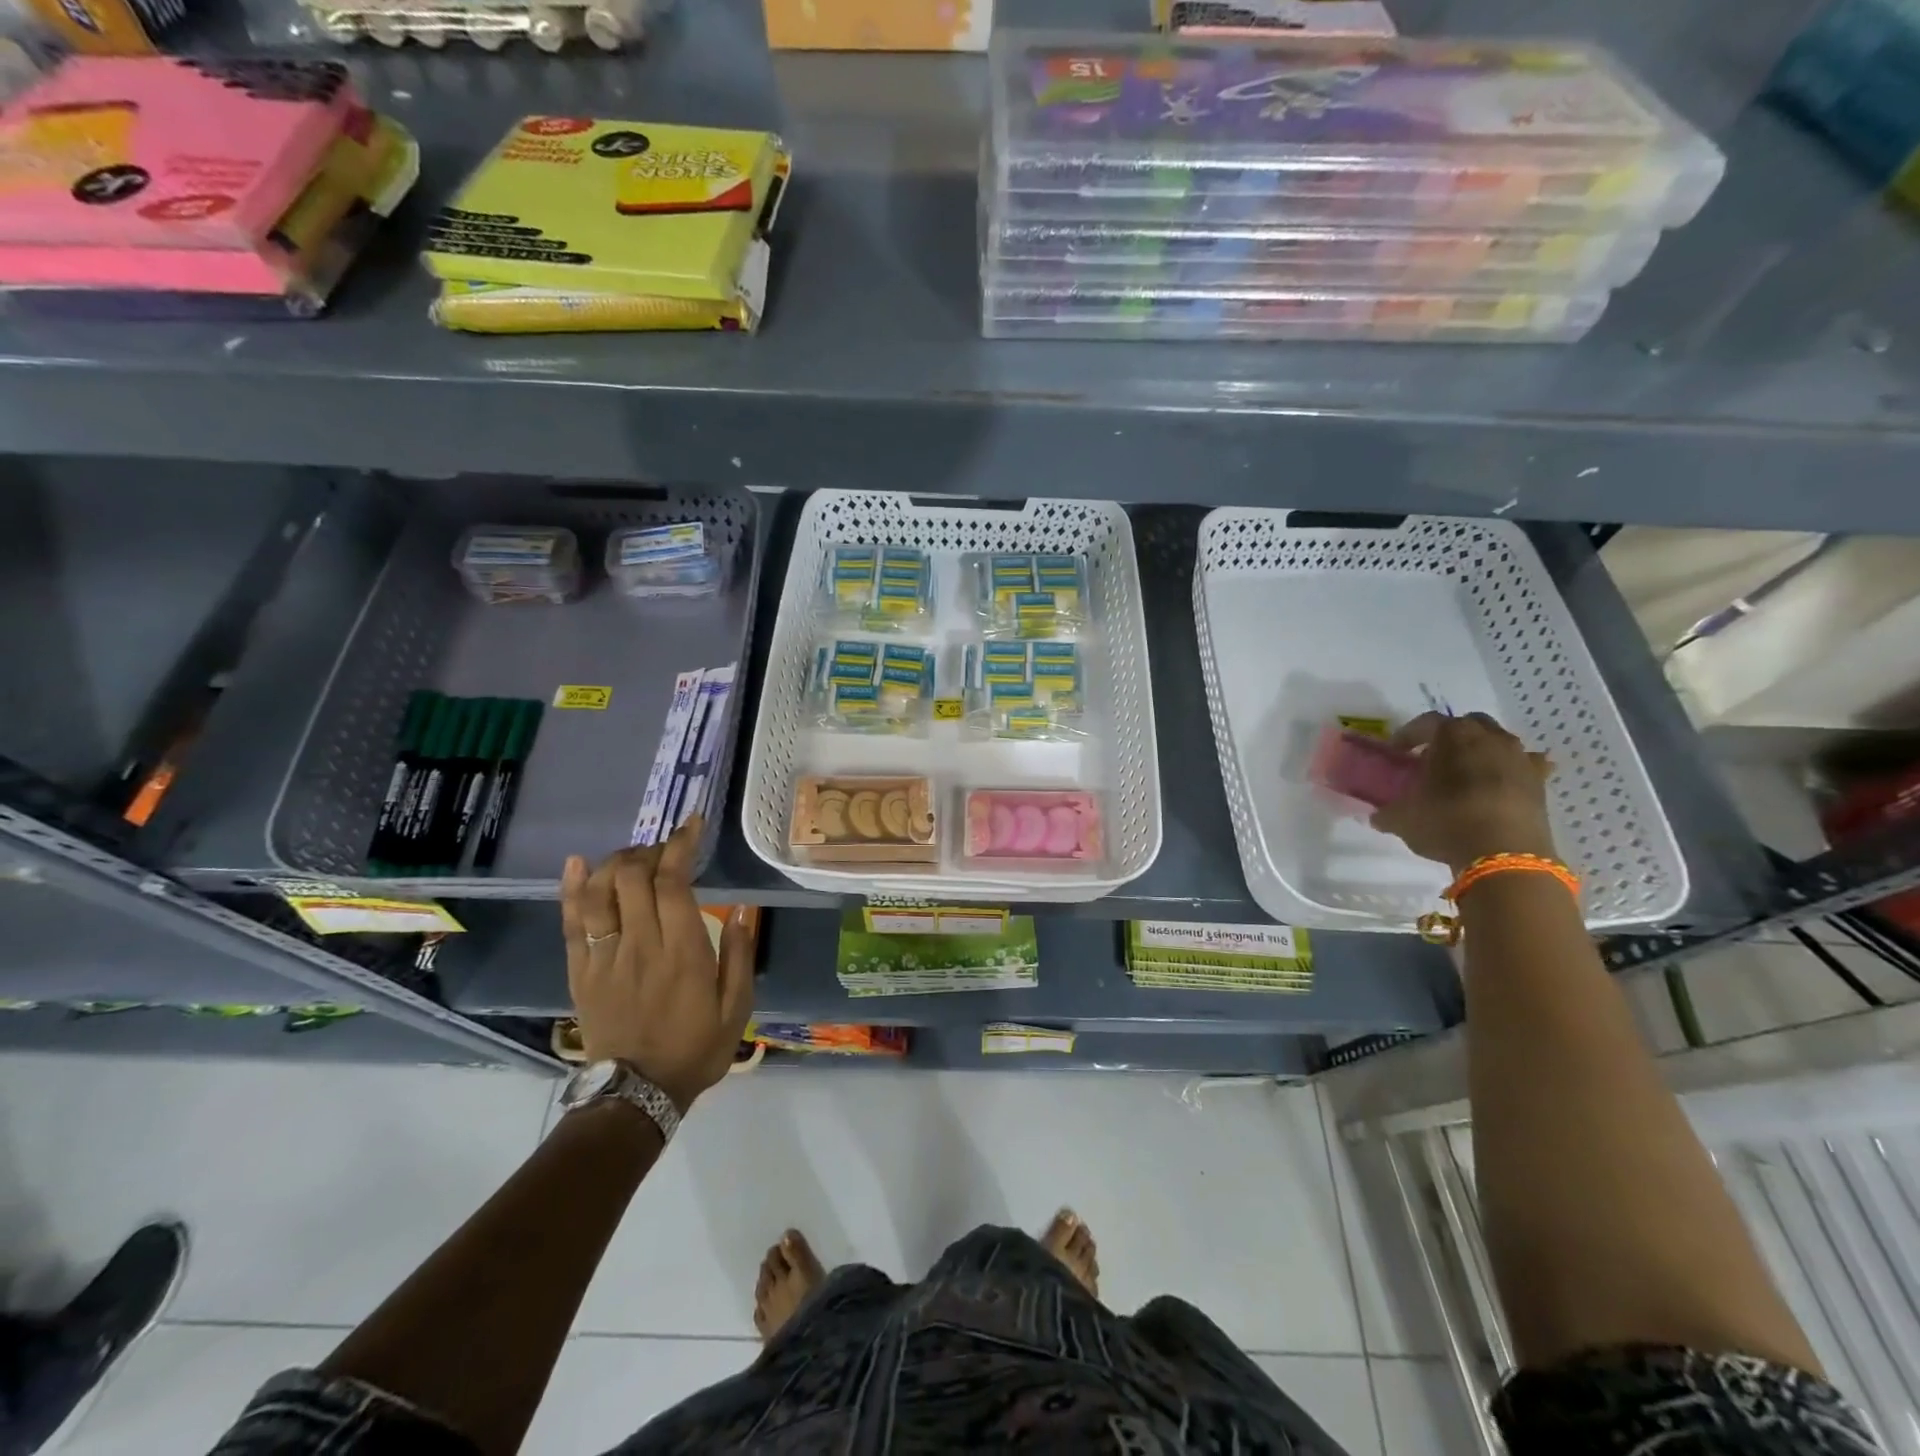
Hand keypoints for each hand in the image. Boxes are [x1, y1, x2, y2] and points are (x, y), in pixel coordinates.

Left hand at [560, 817, 754, 1112]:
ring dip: (615, 862)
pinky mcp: (580, 971)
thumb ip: (741, 955)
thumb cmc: (695, 1048)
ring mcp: (604, 957)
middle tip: (666, 849)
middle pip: (632, 877)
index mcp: (682, 951)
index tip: (691, 825)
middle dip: (649, 850)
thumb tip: (746, 908)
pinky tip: (576, 863)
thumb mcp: (737, 1007)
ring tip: (633, 858)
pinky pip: (571, 922)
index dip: (680, 845)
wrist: (637, 1093)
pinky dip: (571, 888)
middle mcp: (640, 945)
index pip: (674, 882)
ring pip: (599, 891)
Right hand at [1369, 712, 1557, 874]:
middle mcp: (1490, 737)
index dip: (1408, 736)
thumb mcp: (1402, 818)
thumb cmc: (1445, 822)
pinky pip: (1527, 766)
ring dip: (1481, 753)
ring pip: (1498, 742)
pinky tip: (1502, 785)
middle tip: (1433, 760)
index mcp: (1452, 735)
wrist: (1504, 854)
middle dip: (1450, 738)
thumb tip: (1379, 816)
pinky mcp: (1541, 782)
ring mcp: (1520, 758)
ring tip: (1466, 776)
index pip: (1425, 723)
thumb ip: (1388, 812)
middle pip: (1467, 725)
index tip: (1397, 753)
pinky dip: (1513, 771)